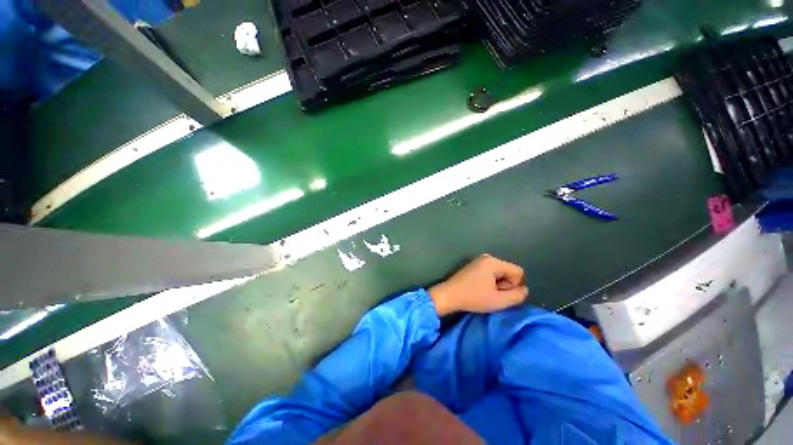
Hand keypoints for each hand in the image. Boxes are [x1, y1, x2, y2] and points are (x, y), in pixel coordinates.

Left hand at [429, 254, 528, 315]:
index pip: (518, 272)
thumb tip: (524, 289)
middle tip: (491, 294)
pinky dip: (489, 281)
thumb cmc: (473, 297)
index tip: (500, 293)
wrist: (449, 295)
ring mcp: (479, 260)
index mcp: (493, 262)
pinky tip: (479, 288)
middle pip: (508, 271)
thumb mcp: (498, 300)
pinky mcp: (473, 265)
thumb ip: (517, 295)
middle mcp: (487, 257)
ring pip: (500, 273)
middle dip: (504, 284)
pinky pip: (490, 272)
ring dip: (496, 284)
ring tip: (484, 292)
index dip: (514, 285)